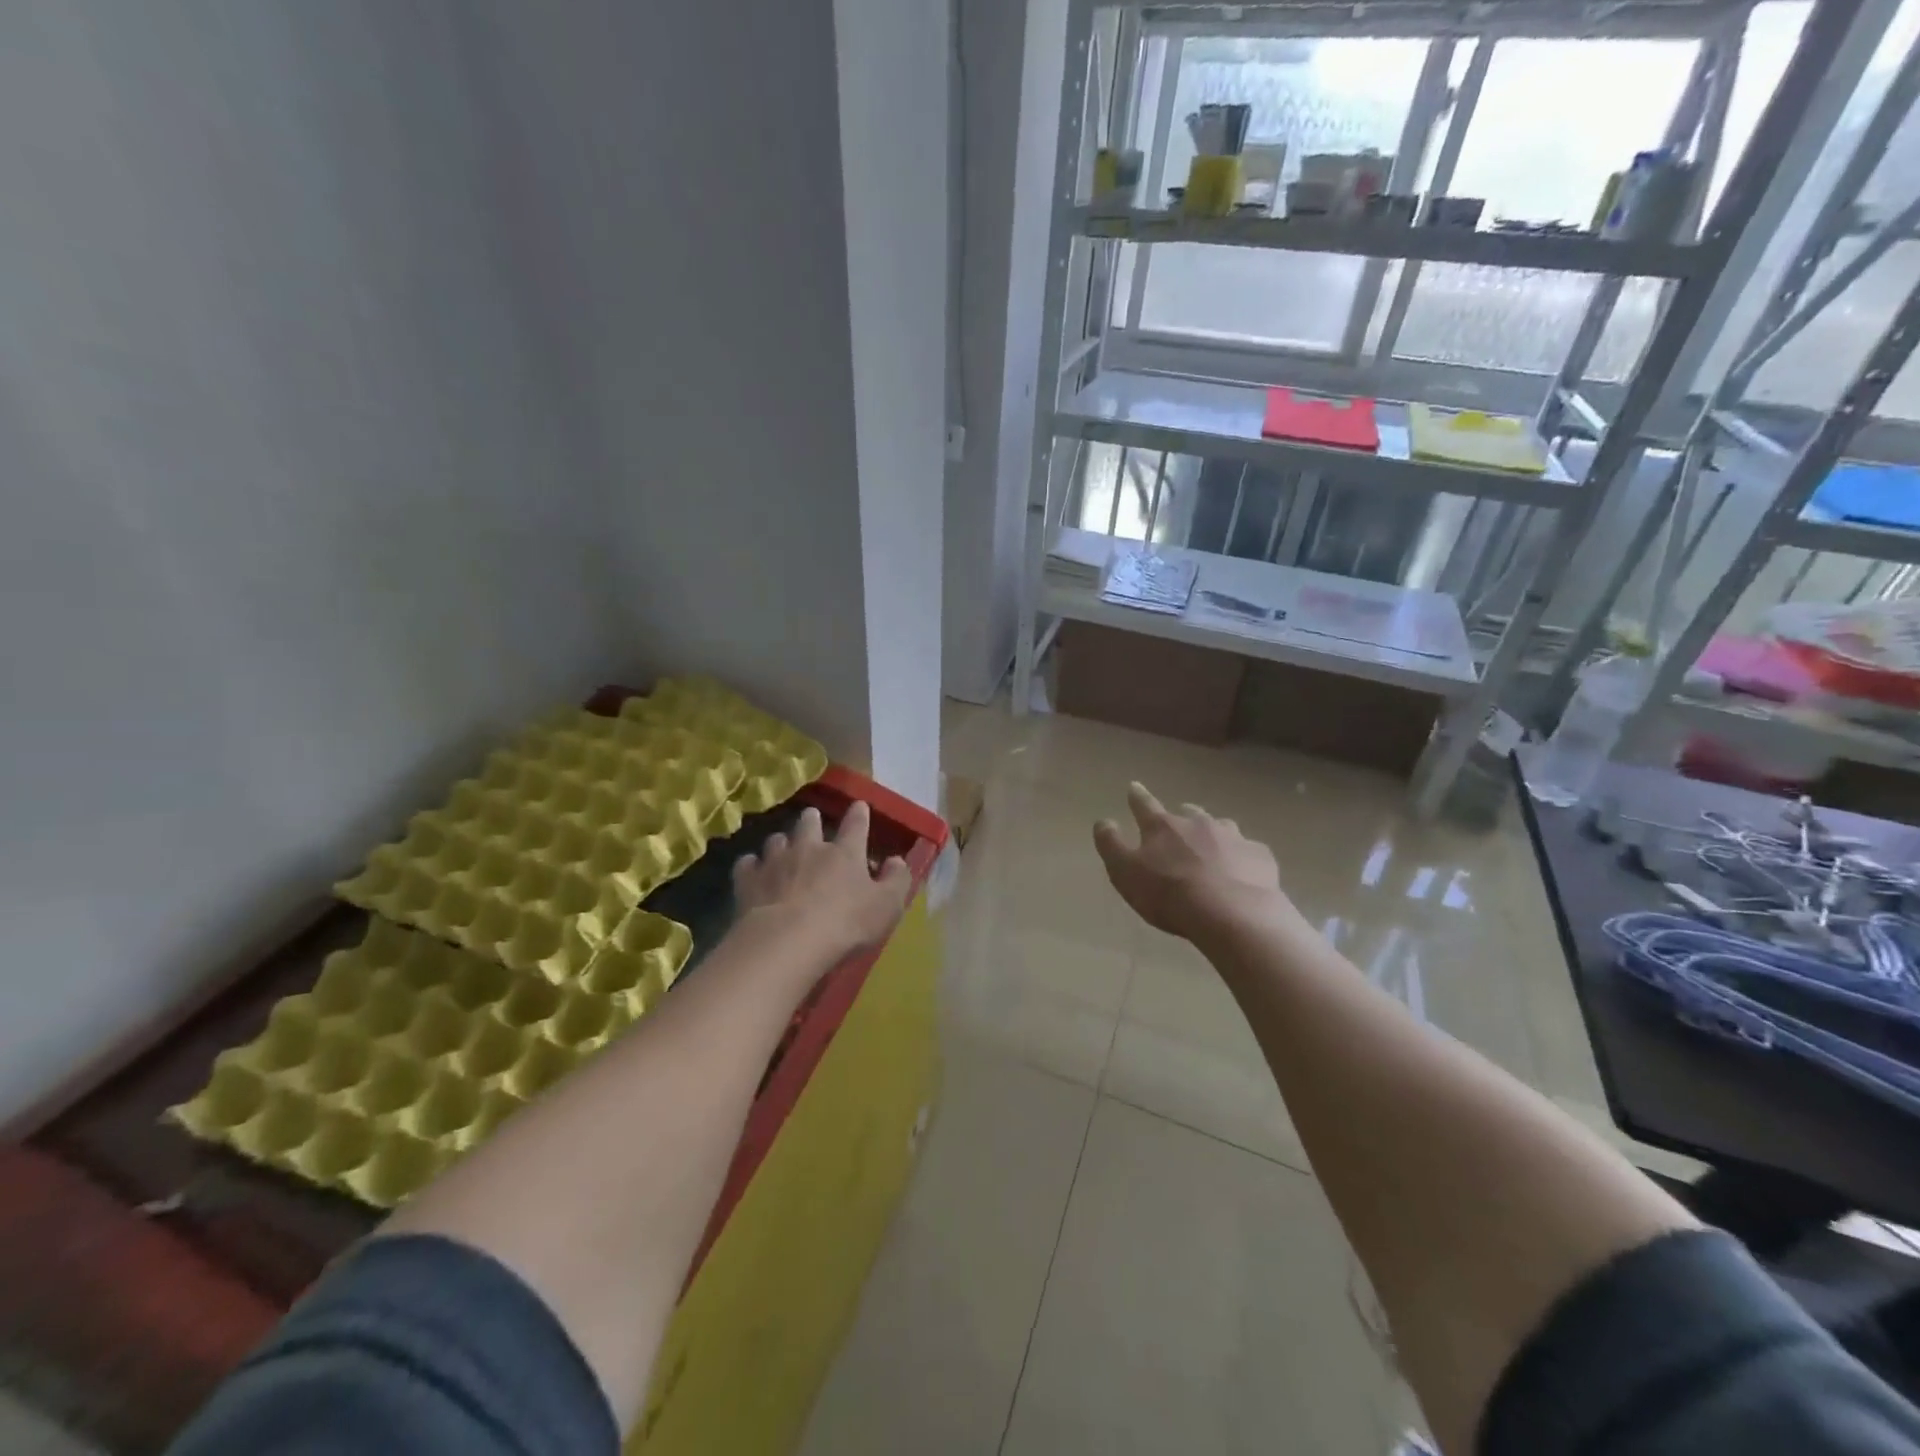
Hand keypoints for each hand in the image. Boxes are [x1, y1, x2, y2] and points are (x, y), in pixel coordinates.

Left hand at [733, 802, 912, 961]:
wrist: (787, 941)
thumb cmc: (845, 923)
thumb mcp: (887, 906)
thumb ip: (897, 880)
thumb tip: (897, 861)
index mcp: (845, 852)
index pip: (856, 824)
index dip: (859, 814)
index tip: (859, 806)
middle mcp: (809, 847)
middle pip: (809, 822)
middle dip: (812, 820)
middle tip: (813, 822)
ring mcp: (775, 861)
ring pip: (777, 840)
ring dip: (782, 843)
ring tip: (783, 851)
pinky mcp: (748, 880)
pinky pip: (748, 864)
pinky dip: (752, 866)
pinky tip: (754, 873)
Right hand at [1094, 782, 1286, 943]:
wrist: (1232, 914)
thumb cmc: (1170, 894)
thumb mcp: (1125, 873)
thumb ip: (1111, 845)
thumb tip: (1103, 821)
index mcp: (1163, 827)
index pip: (1144, 805)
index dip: (1137, 796)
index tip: (1134, 786)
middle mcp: (1198, 823)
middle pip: (1188, 812)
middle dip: (1181, 816)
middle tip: (1178, 826)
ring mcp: (1233, 837)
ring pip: (1221, 827)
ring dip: (1213, 833)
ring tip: (1213, 849)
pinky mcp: (1260, 856)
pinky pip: (1249, 851)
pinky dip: (1242, 857)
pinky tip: (1243, 872)